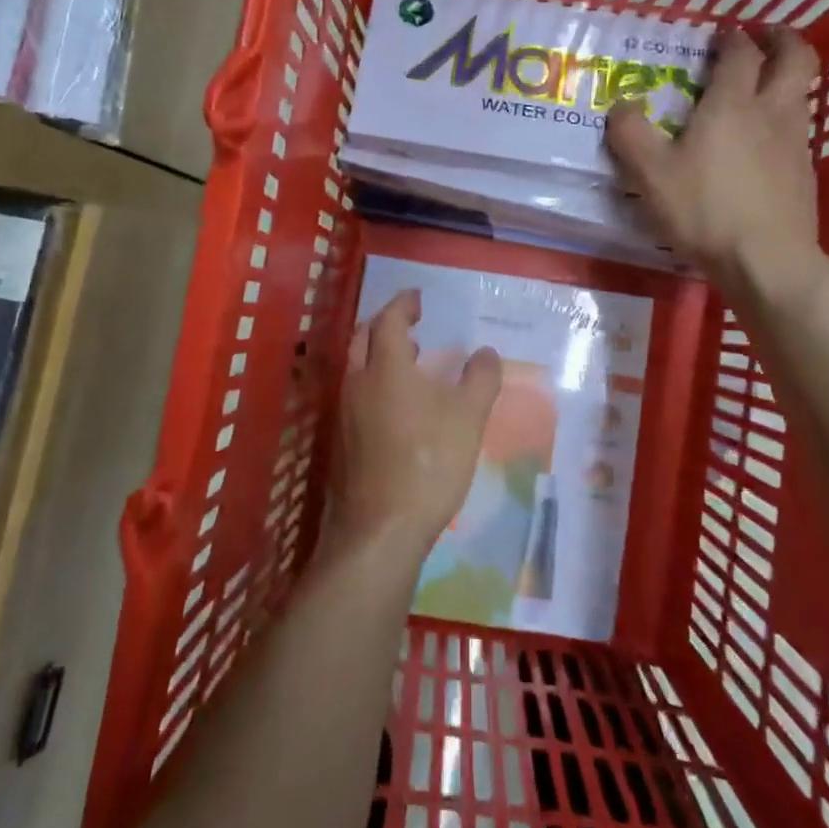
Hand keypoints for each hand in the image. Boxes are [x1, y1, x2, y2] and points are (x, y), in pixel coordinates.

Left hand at [332, 289, 502, 560]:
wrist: (380, 529)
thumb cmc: (428, 463)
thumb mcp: (468, 417)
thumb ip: (480, 379)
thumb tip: (486, 352)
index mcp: (386, 367)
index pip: (389, 319)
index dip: (403, 304)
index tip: (418, 298)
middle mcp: (358, 382)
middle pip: (363, 337)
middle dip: (385, 324)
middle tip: (410, 323)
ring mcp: (345, 413)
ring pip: (356, 367)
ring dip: (378, 354)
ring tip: (408, 360)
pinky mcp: (342, 441)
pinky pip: (355, 394)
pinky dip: (374, 382)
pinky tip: (397, 405)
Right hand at [607, 27, 827, 306]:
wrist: (767, 260)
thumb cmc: (705, 210)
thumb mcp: (651, 174)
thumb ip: (631, 134)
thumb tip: (622, 104)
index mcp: (732, 104)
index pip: (740, 53)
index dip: (731, 37)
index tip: (721, 32)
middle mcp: (772, 112)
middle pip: (796, 58)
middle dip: (782, 39)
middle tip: (764, 37)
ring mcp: (796, 142)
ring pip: (802, 93)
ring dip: (787, 78)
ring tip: (763, 86)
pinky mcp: (806, 173)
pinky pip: (799, 129)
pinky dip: (785, 118)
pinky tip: (765, 142)